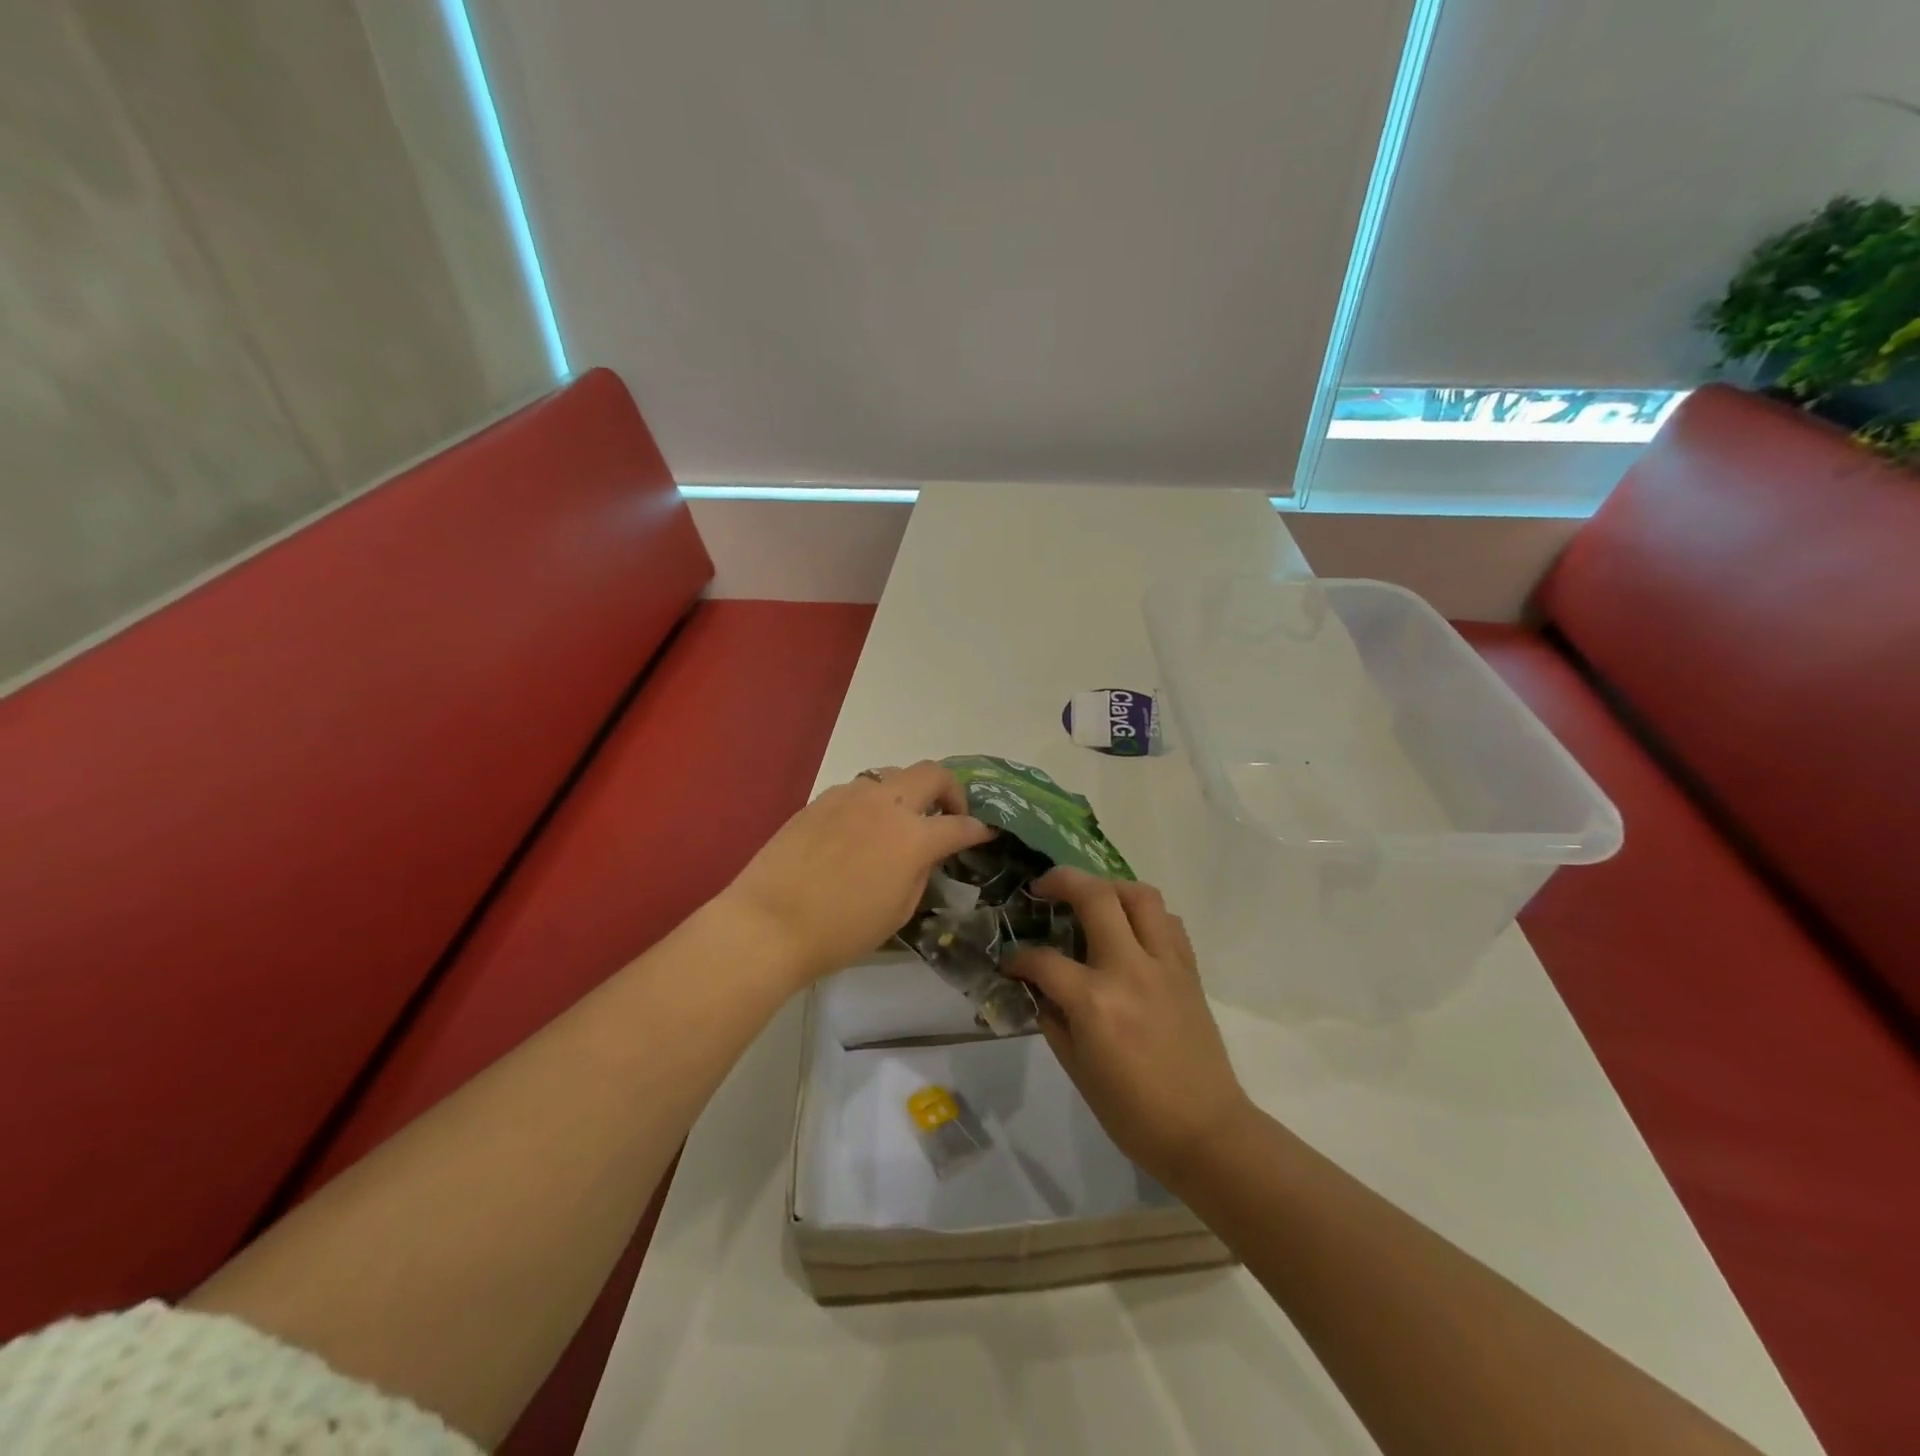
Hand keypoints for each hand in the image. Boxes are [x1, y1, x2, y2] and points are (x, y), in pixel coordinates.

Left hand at [722, 762, 994, 988]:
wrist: (767, 923)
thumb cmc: (840, 931)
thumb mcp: (898, 911)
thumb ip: (920, 872)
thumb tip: (925, 853)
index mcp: (912, 836)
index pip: (959, 825)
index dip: (979, 829)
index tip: (986, 833)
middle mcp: (885, 803)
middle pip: (932, 773)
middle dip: (951, 790)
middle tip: (949, 814)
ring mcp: (849, 796)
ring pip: (892, 775)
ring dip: (908, 793)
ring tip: (902, 821)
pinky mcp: (820, 800)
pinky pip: (859, 790)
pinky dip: (873, 802)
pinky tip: (862, 830)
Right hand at [1008, 868, 1254, 1186]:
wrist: (1205, 1132)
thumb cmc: (1133, 1113)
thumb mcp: (1077, 1069)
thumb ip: (1054, 1018)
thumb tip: (1039, 988)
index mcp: (1095, 1001)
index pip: (1044, 960)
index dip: (1019, 959)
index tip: (1010, 963)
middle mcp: (1130, 969)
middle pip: (1096, 897)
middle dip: (1062, 881)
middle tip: (1043, 887)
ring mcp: (1165, 965)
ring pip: (1140, 895)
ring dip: (1110, 887)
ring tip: (1091, 899)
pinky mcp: (1189, 970)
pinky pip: (1168, 922)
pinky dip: (1145, 914)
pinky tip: (1130, 930)